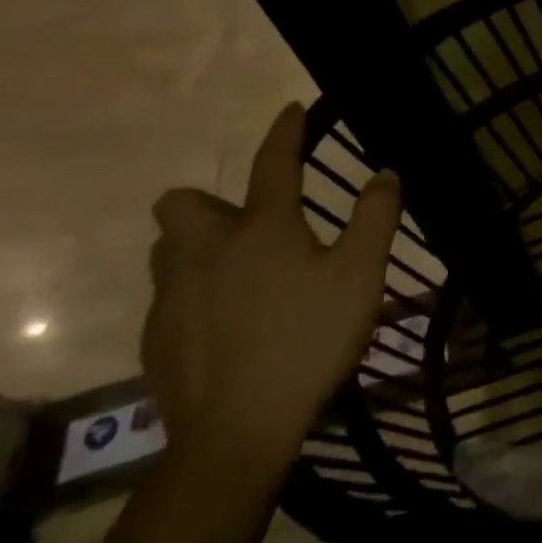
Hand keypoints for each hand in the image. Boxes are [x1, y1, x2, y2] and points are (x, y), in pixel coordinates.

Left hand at [144, 103, 401, 472]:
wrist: (236, 432)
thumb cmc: (307, 340)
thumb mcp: (362, 275)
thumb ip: (375, 218)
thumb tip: (384, 174)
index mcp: (261, 228)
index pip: (273, 163)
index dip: (285, 132)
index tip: (291, 110)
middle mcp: (207, 250)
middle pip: (183, 204)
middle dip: (210, 203)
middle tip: (250, 225)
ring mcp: (173, 296)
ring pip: (169, 250)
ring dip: (197, 246)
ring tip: (237, 271)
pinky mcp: (157, 338)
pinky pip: (169, 296)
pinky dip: (194, 294)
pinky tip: (226, 324)